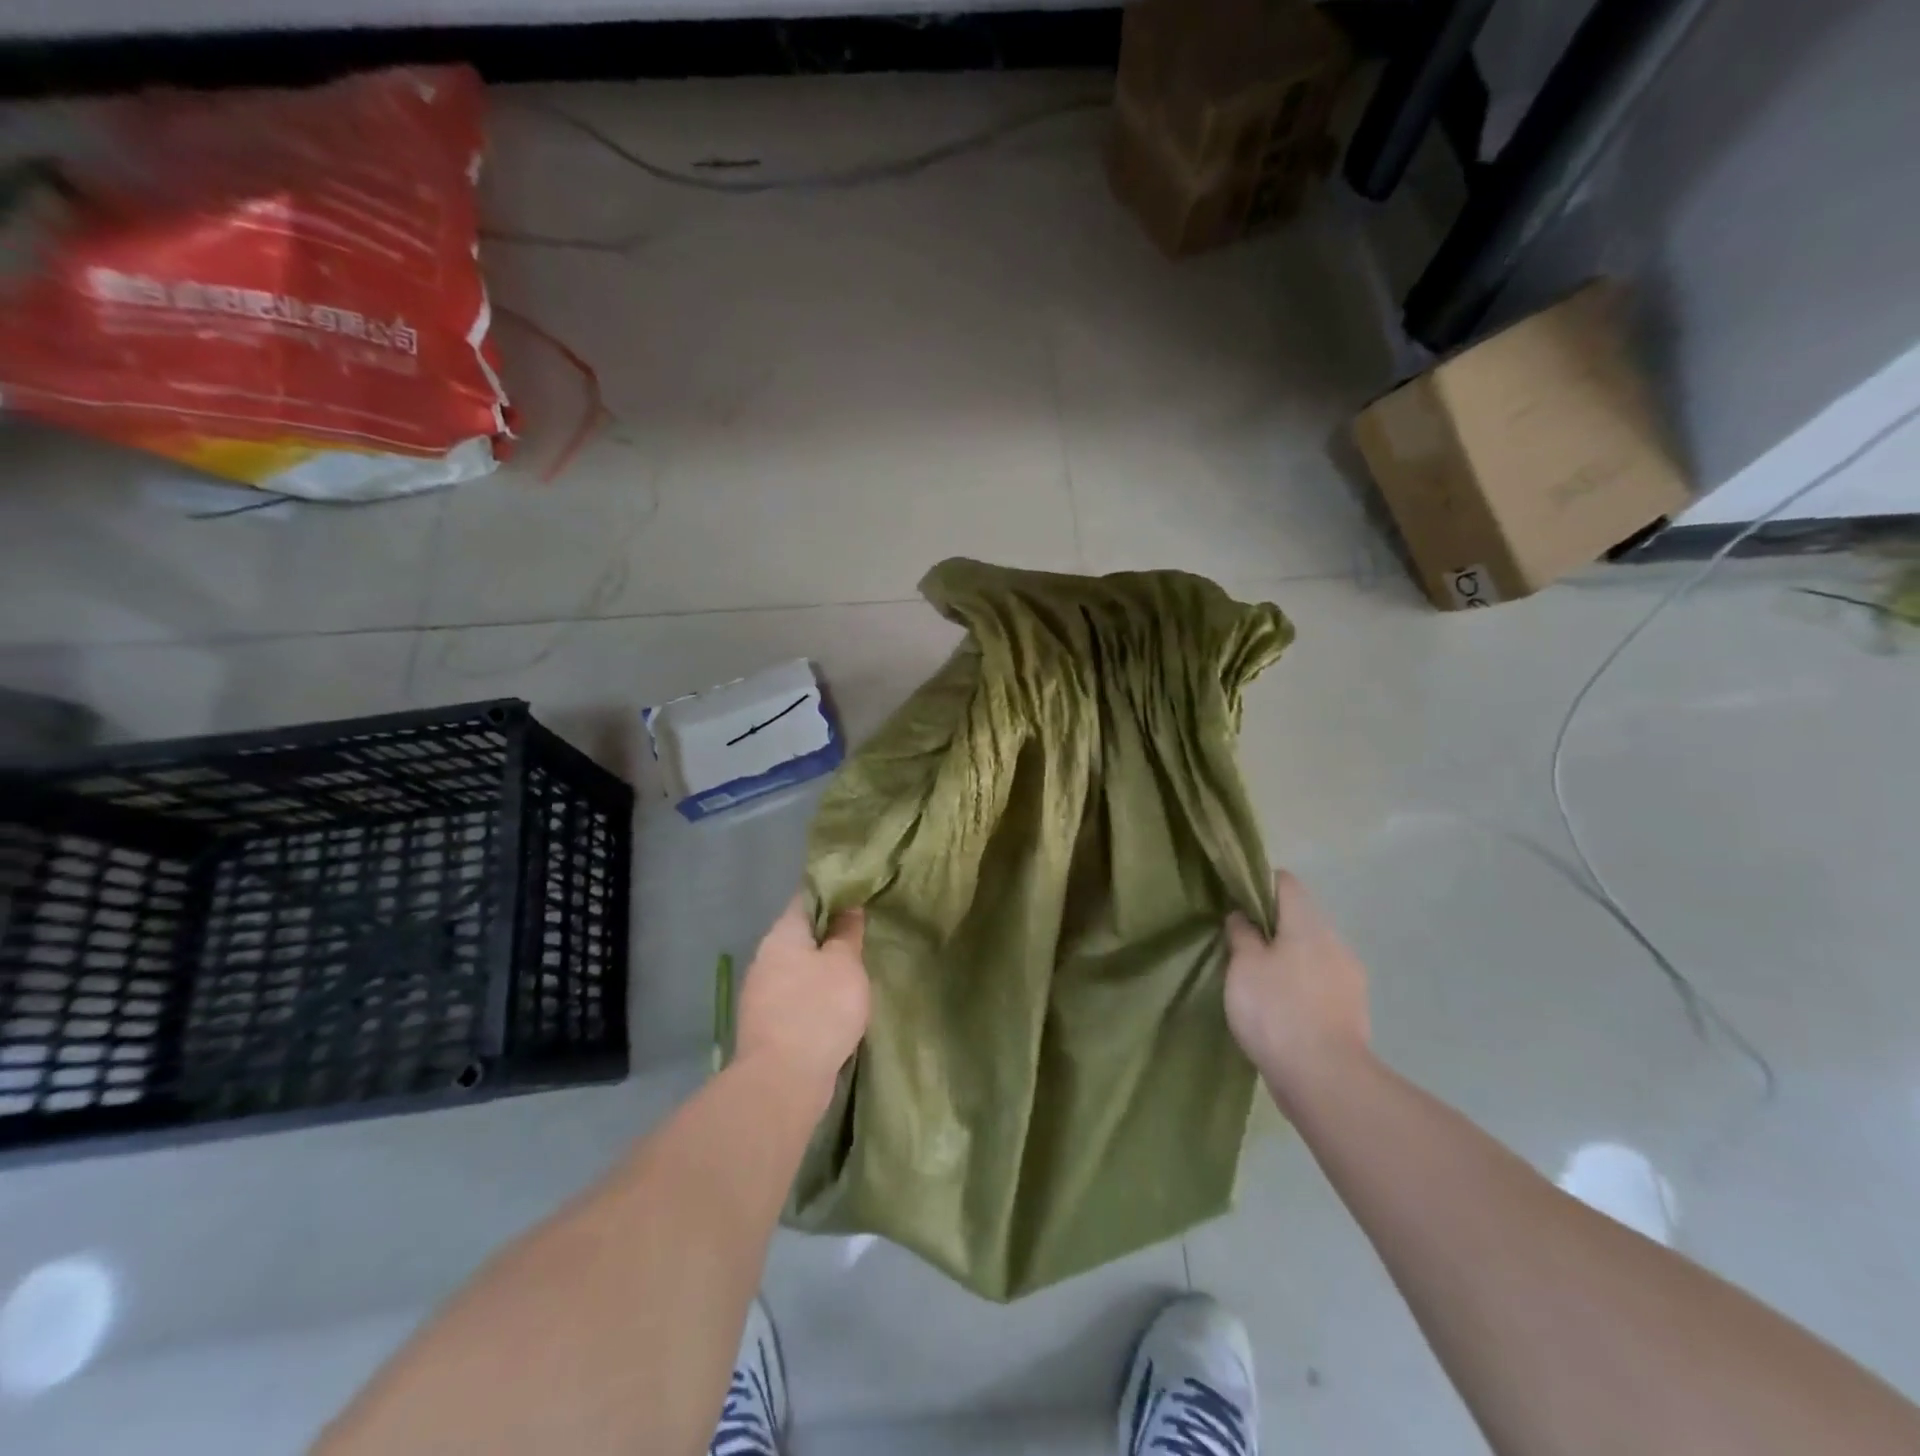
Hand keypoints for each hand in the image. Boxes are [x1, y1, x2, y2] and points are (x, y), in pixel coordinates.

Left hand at [735, 894, 870, 1098]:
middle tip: (863, 933)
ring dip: (821, 967)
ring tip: (853, 970)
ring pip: (797, 966)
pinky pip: (794, 996)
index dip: (833, 891)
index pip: (806, 897)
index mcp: (782, 935)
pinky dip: (814, 994)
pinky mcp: (765, 1023)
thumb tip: (848, 907)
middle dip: (828, 932)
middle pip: (800, 933)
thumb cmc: (818, 1011)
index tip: (859, 893)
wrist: (782, 1082)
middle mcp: (765, 957)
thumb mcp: (845, 964)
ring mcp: (761, 992)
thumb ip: (847, 933)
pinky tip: (835, 1004)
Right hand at [1224, 870, 1370, 1107]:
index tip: (1234, 901)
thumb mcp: (1244, 966)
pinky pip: (1321, 981)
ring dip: (1287, 957)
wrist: (1325, 1079)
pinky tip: (1281, 1007)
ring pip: (1312, 951)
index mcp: (1308, 924)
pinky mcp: (1353, 1009)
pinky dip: (1301, 984)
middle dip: (1271, 926)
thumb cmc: (1276, 1011)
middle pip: (1300, 917)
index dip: (1258, 884)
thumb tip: (1243, 916)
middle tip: (1240, 945)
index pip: (1286, 883)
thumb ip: (1242, 934)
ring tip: (1258, 980)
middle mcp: (1335, 942)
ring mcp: (1349, 977)